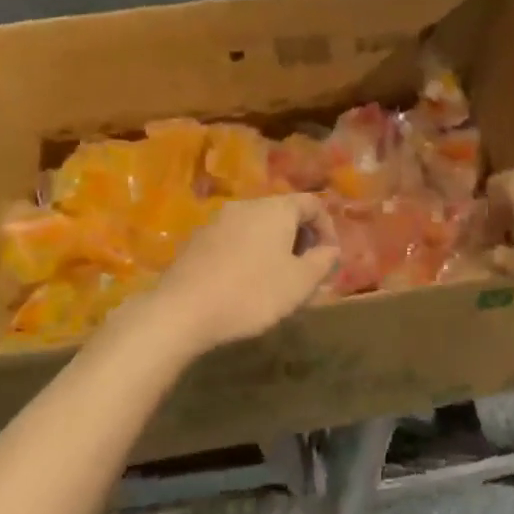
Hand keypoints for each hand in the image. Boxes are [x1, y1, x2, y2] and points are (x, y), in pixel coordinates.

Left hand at [151, 195, 338, 354]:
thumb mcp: (300, 283)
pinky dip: (247, 253)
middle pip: (283, 212)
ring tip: (276, 280)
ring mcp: (218, 220)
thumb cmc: (252, 293)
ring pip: (257, 226)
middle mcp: (247, 205)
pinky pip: (234, 239)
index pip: (312, 203)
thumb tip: (330, 249)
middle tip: (305, 270)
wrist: (183, 309)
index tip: (328, 258)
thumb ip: (322, 262)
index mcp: (276, 208)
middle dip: (300, 238)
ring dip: (273, 247)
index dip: (327, 228)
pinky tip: (244, 283)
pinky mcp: (197, 240)